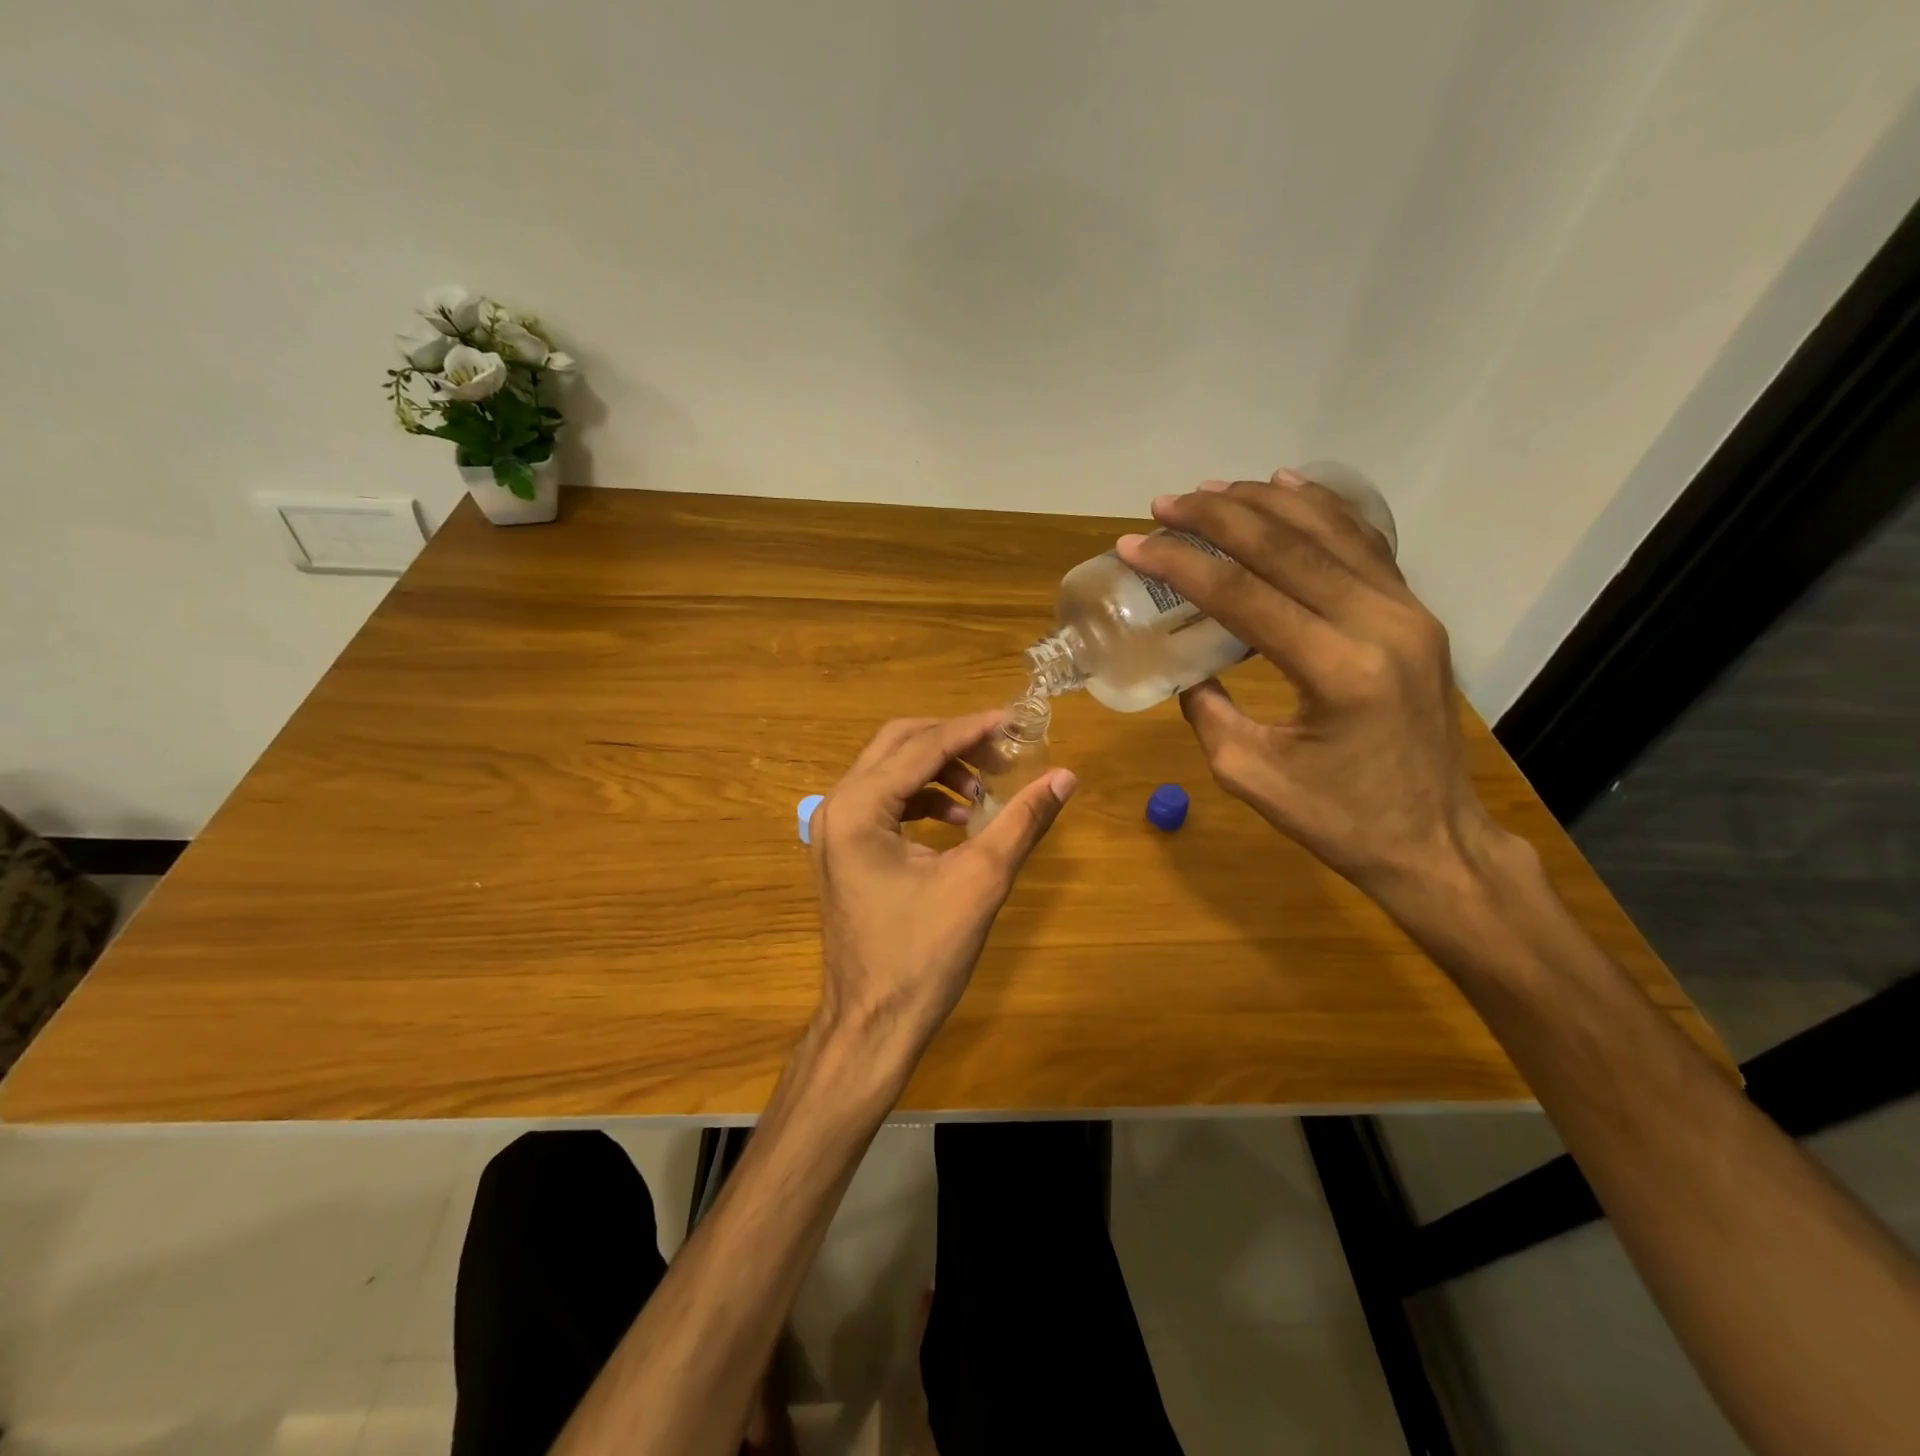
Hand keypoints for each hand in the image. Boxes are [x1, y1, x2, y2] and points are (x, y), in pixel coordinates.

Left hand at [807, 712, 1075, 1078]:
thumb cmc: (923, 956)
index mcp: (859, 808)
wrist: (873, 1024)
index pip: (922, 746)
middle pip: (898, 745)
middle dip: (953, 742)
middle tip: (1002, 751)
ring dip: (939, 770)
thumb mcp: (980, 882)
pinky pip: (885, 802)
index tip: (1017, 721)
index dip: (973, 729)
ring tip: (985, 792)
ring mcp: (834, 830)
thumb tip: (1065, 777)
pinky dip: (923, 799)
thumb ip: (1022, 822)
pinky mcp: (844, 851)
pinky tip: (960, 821)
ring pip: (890, 772)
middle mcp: (837, 807)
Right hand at [1116, 469, 1504, 905]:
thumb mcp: (1250, 774)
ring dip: (1264, 503)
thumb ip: (1208, 709)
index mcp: (1336, 670)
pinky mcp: (1417, 615)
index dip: (1181, 564)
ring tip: (1211, 490)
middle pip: (1287, 547)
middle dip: (1217, 517)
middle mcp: (1381, 624)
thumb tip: (1185, 663)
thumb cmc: (1339, 821)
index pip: (1243, 594)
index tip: (1134, 544)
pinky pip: (1364, 545)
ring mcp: (1408, 613)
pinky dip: (1321, 510)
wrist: (1435, 841)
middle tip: (1164, 504)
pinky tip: (1287, 486)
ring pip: (1329, 532)